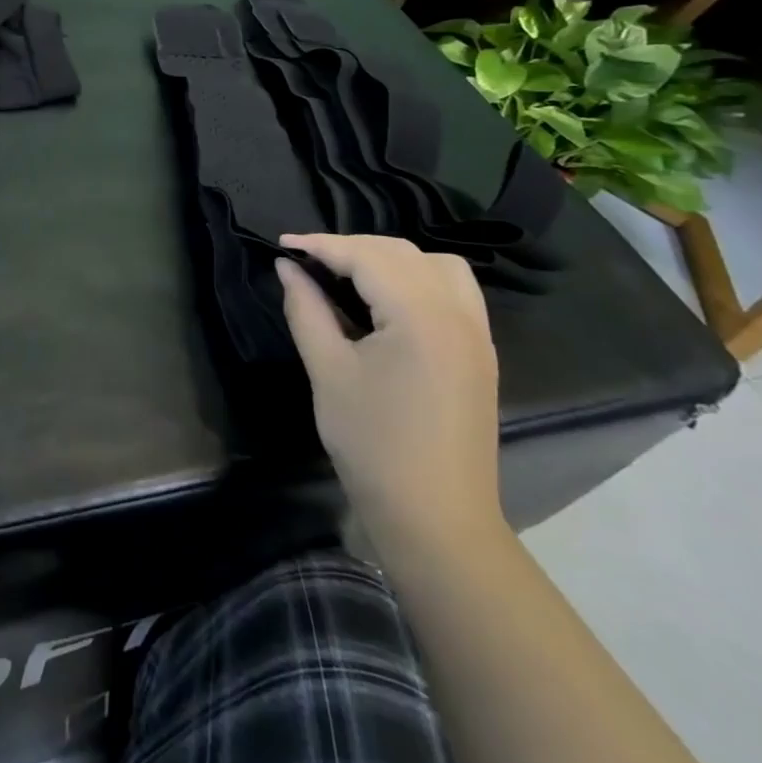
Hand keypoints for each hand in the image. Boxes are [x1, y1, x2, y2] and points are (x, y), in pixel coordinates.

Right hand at [276, 233, 504, 554]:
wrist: (436, 519)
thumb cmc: (373, 444)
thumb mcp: (328, 371)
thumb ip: (306, 310)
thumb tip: (287, 268)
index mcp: (420, 316)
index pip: (366, 257)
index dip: (320, 244)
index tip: (281, 243)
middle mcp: (457, 313)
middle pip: (400, 253)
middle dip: (350, 248)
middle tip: (306, 261)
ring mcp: (476, 333)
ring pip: (435, 265)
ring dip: (389, 258)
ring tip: (349, 274)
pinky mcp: (480, 353)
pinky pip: (454, 290)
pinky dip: (418, 278)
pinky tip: (388, 300)